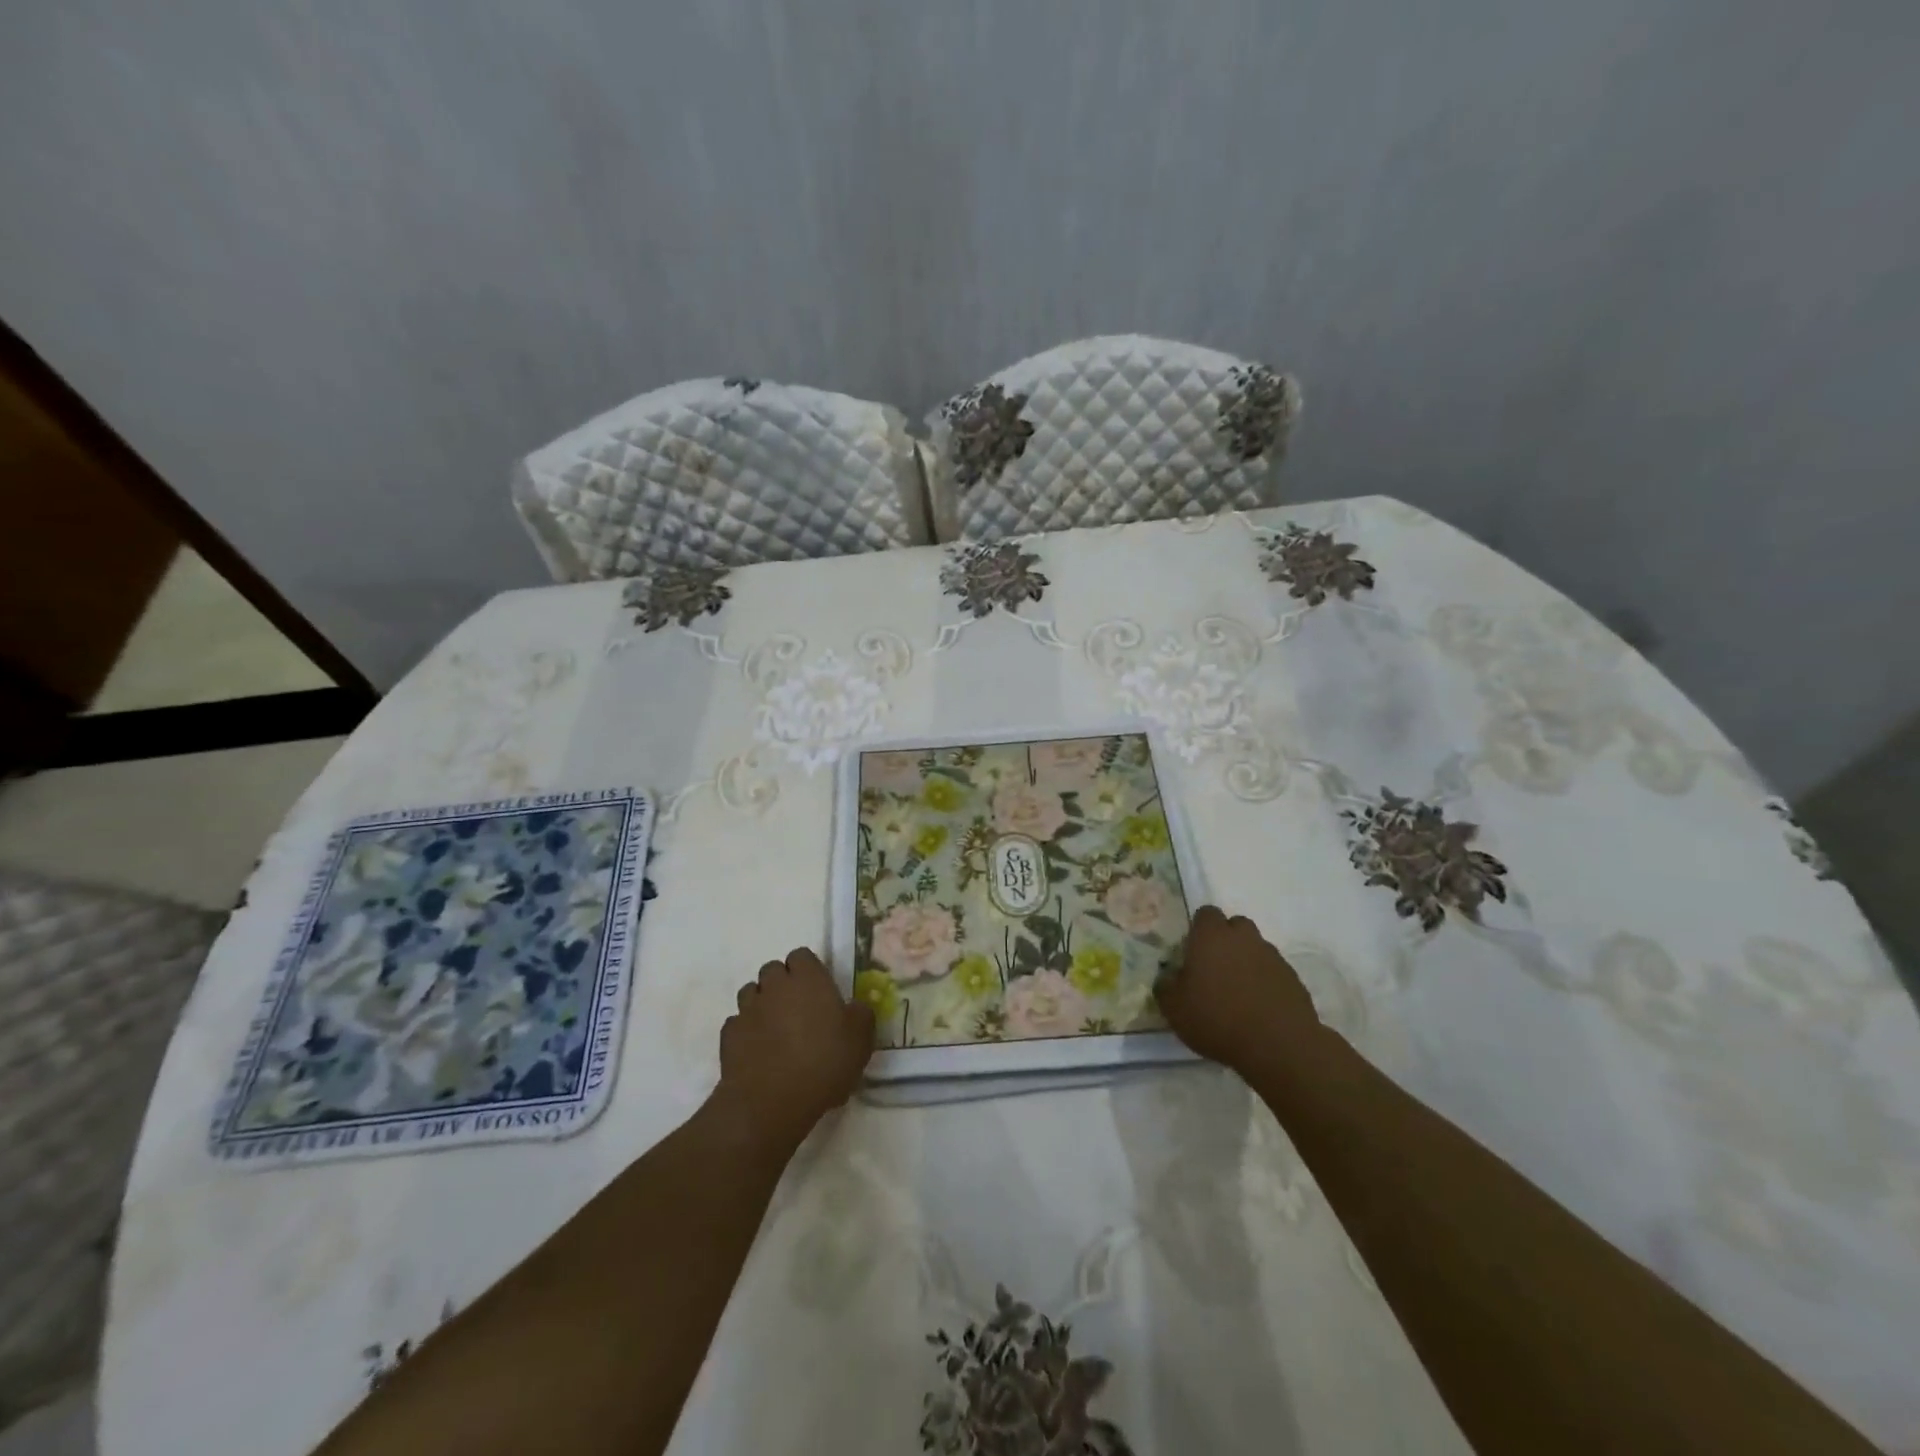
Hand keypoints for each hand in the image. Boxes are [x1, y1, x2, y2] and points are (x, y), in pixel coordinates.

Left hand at [714, 948, 874, 1152]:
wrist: (772, 1102)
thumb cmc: (824, 1063)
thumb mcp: (861, 1039)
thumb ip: (860, 1015)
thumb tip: (853, 1008)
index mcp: (808, 978)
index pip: (802, 955)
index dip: (809, 970)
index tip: (819, 990)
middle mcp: (775, 986)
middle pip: (773, 970)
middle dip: (782, 983)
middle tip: (798, 1010)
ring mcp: (748, 1009)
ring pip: (750, 993)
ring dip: (762, 1004)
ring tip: (775, 1029)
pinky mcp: (729, 1035)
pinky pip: (737, 1022)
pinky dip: (746, 1031)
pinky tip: (757, 1050)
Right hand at [1156, 905, 1321, 1073]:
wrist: (1278, 1046)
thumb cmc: (1217, 1019)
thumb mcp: (1174, 1008)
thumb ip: (1165, 986)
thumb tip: (1167, 977)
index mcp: (1211, 936)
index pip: (1205, 914)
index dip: (1198, 929)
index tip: (1193, 952)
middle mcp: (1243, 938)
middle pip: (1235, 926)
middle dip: (1226, 941)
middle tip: (1215, 969)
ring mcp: (1272, 957)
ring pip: (1256, 949)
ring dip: (1247, 962)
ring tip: (1238, 993)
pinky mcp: (1294, 979)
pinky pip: (1274, 972)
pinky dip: (1266, 983)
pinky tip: (1259, 1008)